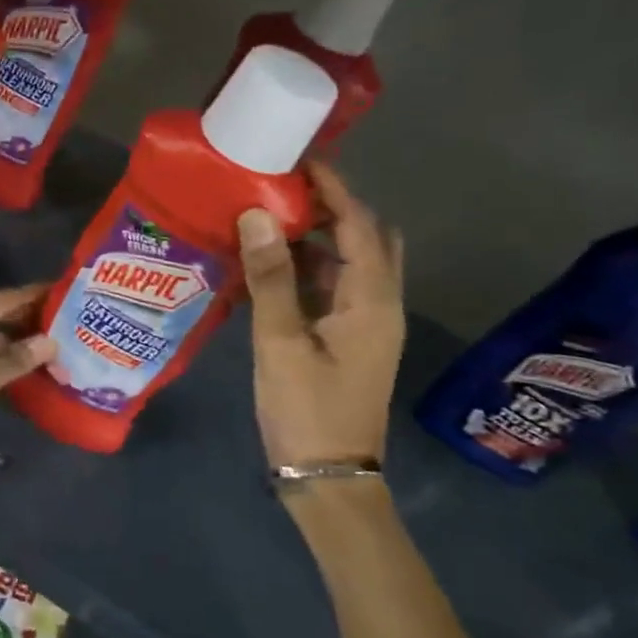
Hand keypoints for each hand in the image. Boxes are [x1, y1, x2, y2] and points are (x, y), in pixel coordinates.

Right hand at [238, 163, 405, 477]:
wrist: (328, 477)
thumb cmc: (307, 409)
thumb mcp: (281, 342)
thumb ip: (271, 278)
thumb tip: (258, 215)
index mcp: (372, 302)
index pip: (361, 226)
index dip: (336, 189)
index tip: (302, 160)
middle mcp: (379, 306)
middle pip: (367, 240)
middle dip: (333, 208)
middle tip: (285, 189)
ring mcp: (365, 326)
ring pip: (349, 265)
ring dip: (318, 239)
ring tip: (271, 218)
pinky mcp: (348, 341)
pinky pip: (333, 290)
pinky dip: (309, 270)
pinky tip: (271, 268)